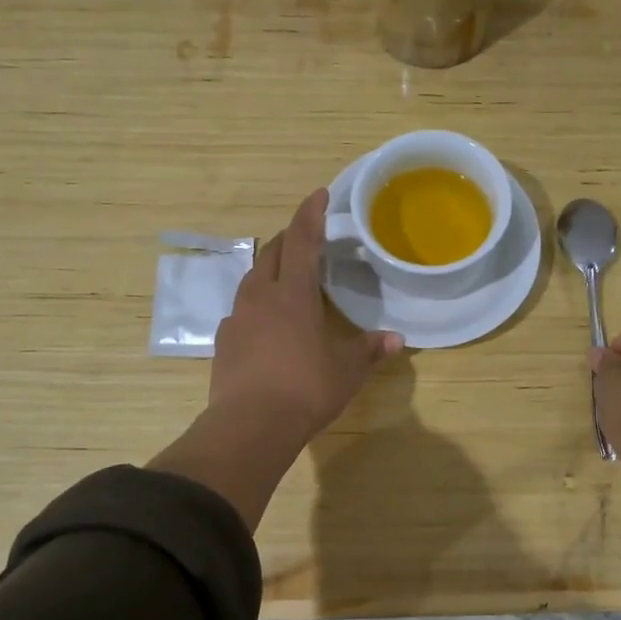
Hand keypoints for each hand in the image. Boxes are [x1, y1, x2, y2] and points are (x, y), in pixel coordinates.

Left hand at [209, 189, 401, 446]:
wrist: (249, 426)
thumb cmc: (305, 388)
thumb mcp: (346, 370)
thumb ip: (369, 350)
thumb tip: (395, 340)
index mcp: (292, 293)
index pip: (302, 239)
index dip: (311, 213)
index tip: (319, 193)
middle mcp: (261, 296)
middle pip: (272, 252)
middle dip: (290, 238)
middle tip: (308, 237)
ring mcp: (237, 318)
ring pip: (253, 278)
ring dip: (271, 269)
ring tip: (288, 277)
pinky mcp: (224, 341)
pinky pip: (242, 309)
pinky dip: (258, 303)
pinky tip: (268, 321)